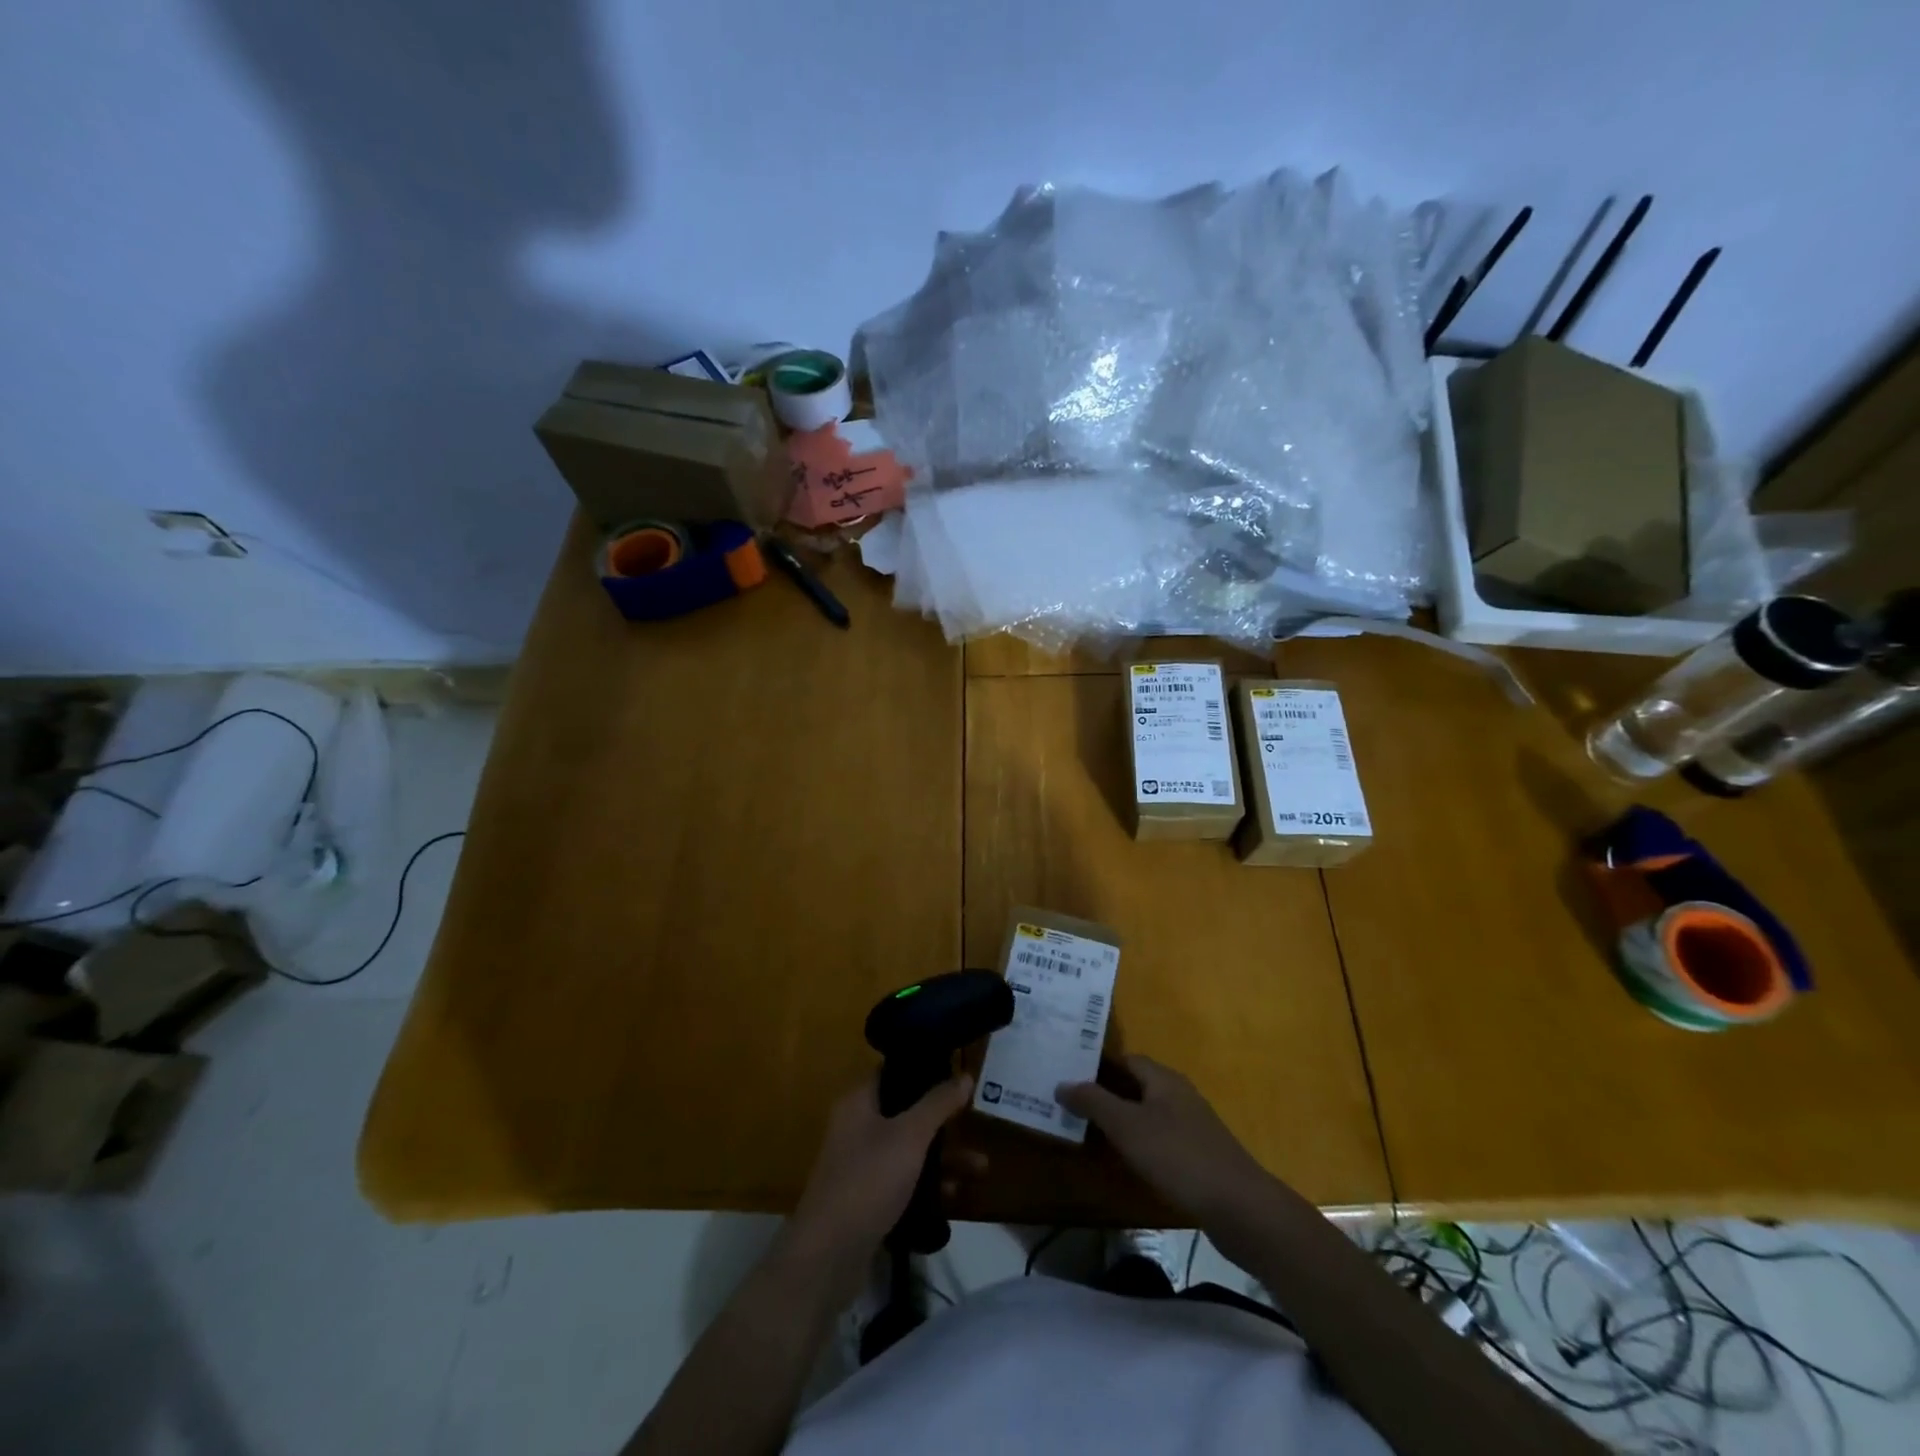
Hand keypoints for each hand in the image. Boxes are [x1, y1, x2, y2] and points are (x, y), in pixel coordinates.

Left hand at [790, 1073, 974, 1266]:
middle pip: (906, 1113)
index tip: (957, 1075)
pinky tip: (955, 1196)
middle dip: (943, 1122)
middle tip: (975, 1123)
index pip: (894, 1072)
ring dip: (943, 1158)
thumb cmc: (869, 1179)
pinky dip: (928, 1185)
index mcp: (859, 1102)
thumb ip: (938, 1103)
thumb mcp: (910, 1135)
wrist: (828, 1256)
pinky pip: (904, 1182)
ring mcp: (862, 1166)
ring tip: (981, 1168)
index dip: (925, 1071)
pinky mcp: (868, 1200)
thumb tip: (964, 1074)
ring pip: (909, 1150)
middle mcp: (858, 1128)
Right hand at [1057, 1055, 1272, 1222]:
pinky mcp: (1198, 1155)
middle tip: (1070, 1103)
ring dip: (1120, 1120)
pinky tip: (1124, 1161)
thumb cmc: (1178, 1156)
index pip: (1125, 1059)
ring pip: (1147, 1113)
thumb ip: (1094, 1102)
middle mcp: (1179, 1095)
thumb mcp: (1128, 1127)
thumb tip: (1061, 1083)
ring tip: (1087, 1132)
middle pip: (1136, 1085)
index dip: (1097, 1065)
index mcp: (1164, 1079)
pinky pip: (1159, 1138)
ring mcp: (1192, 1126)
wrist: (1240, 1208)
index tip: (1068, 1074)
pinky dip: (1138, 1143)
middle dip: (1105, 1093)